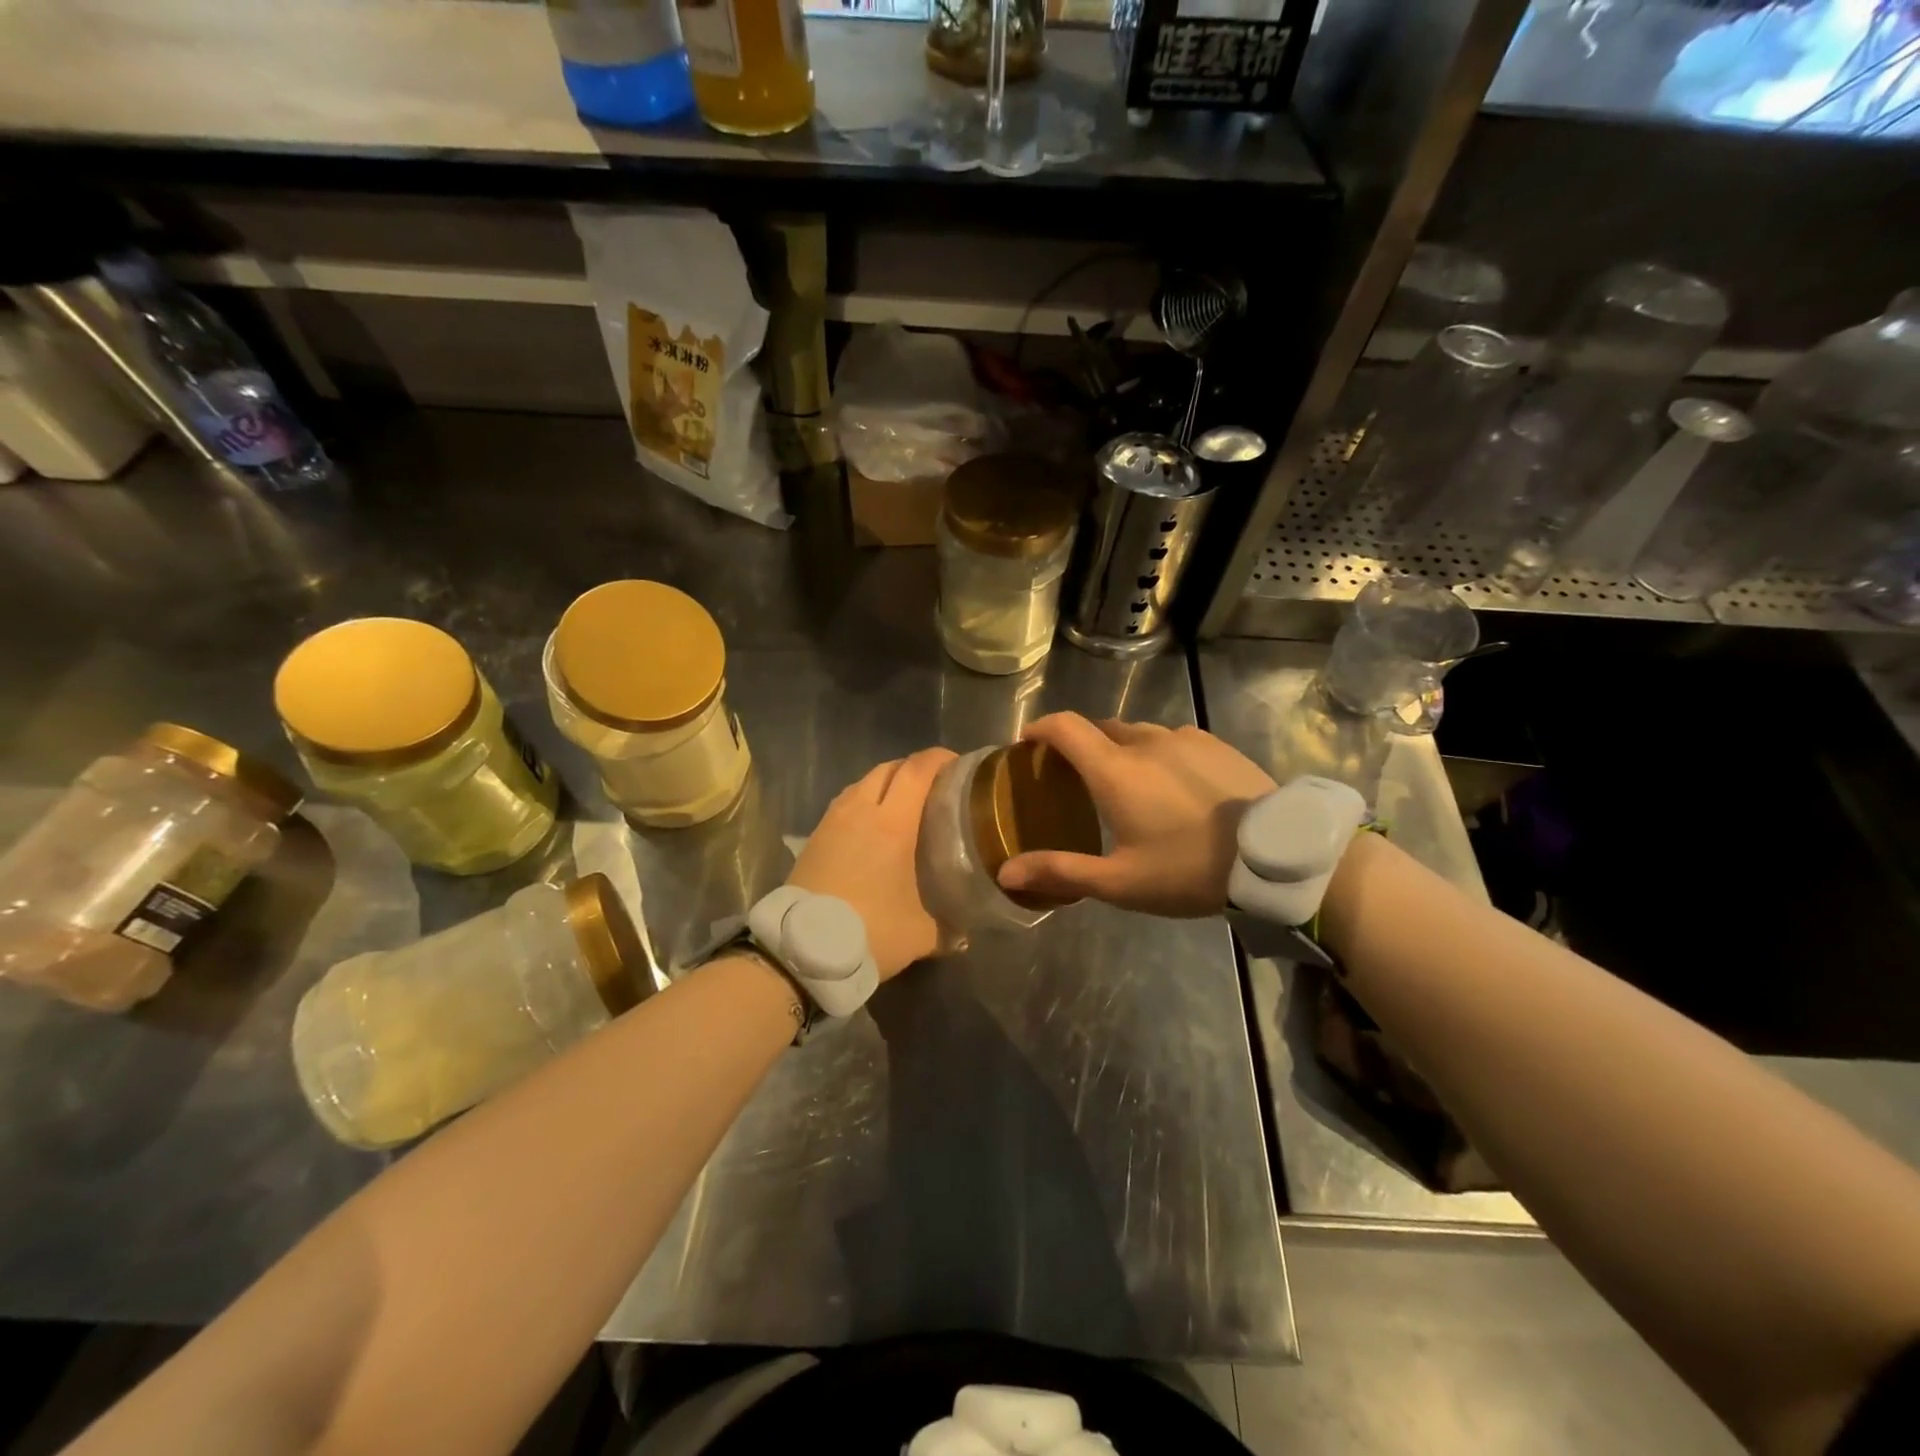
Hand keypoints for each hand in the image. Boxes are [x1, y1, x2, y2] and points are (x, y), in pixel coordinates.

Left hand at [788, 747, 956, 978]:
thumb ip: (947, 929)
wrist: (801, 951)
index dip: (939, 758)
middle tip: (935, 787)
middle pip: (889, 768)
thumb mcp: (919, 935)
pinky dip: (864, 802)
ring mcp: (833, 821)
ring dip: (886, 784)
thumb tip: (964, 935)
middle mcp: (861, 811)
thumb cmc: (868, 932)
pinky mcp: (814, 836)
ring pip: (863, 783)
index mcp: (892, 823)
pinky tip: (871, 827)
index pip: (918, 770)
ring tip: (903, 805)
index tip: (958, 765)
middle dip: (914, 769)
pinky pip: (845, 803)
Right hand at [996, 714, 1276, 916]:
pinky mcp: (1215, 744)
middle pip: (1099, 728)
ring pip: (1138, 733)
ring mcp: (1184, 738)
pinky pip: (1172, 739)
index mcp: (1115, 770)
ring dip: (1120, 748)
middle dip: (1079, 744)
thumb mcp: (1120, 882)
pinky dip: (1157, 752)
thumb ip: (1061, 871)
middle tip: (1074, 777)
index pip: (1065, 727)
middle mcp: (1145, 741)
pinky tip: (1170, 783)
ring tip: (1125, 782)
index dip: (1039, 728)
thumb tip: (1005, 873)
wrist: (1277, 856)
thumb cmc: (1189, 869)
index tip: (1027, 745)